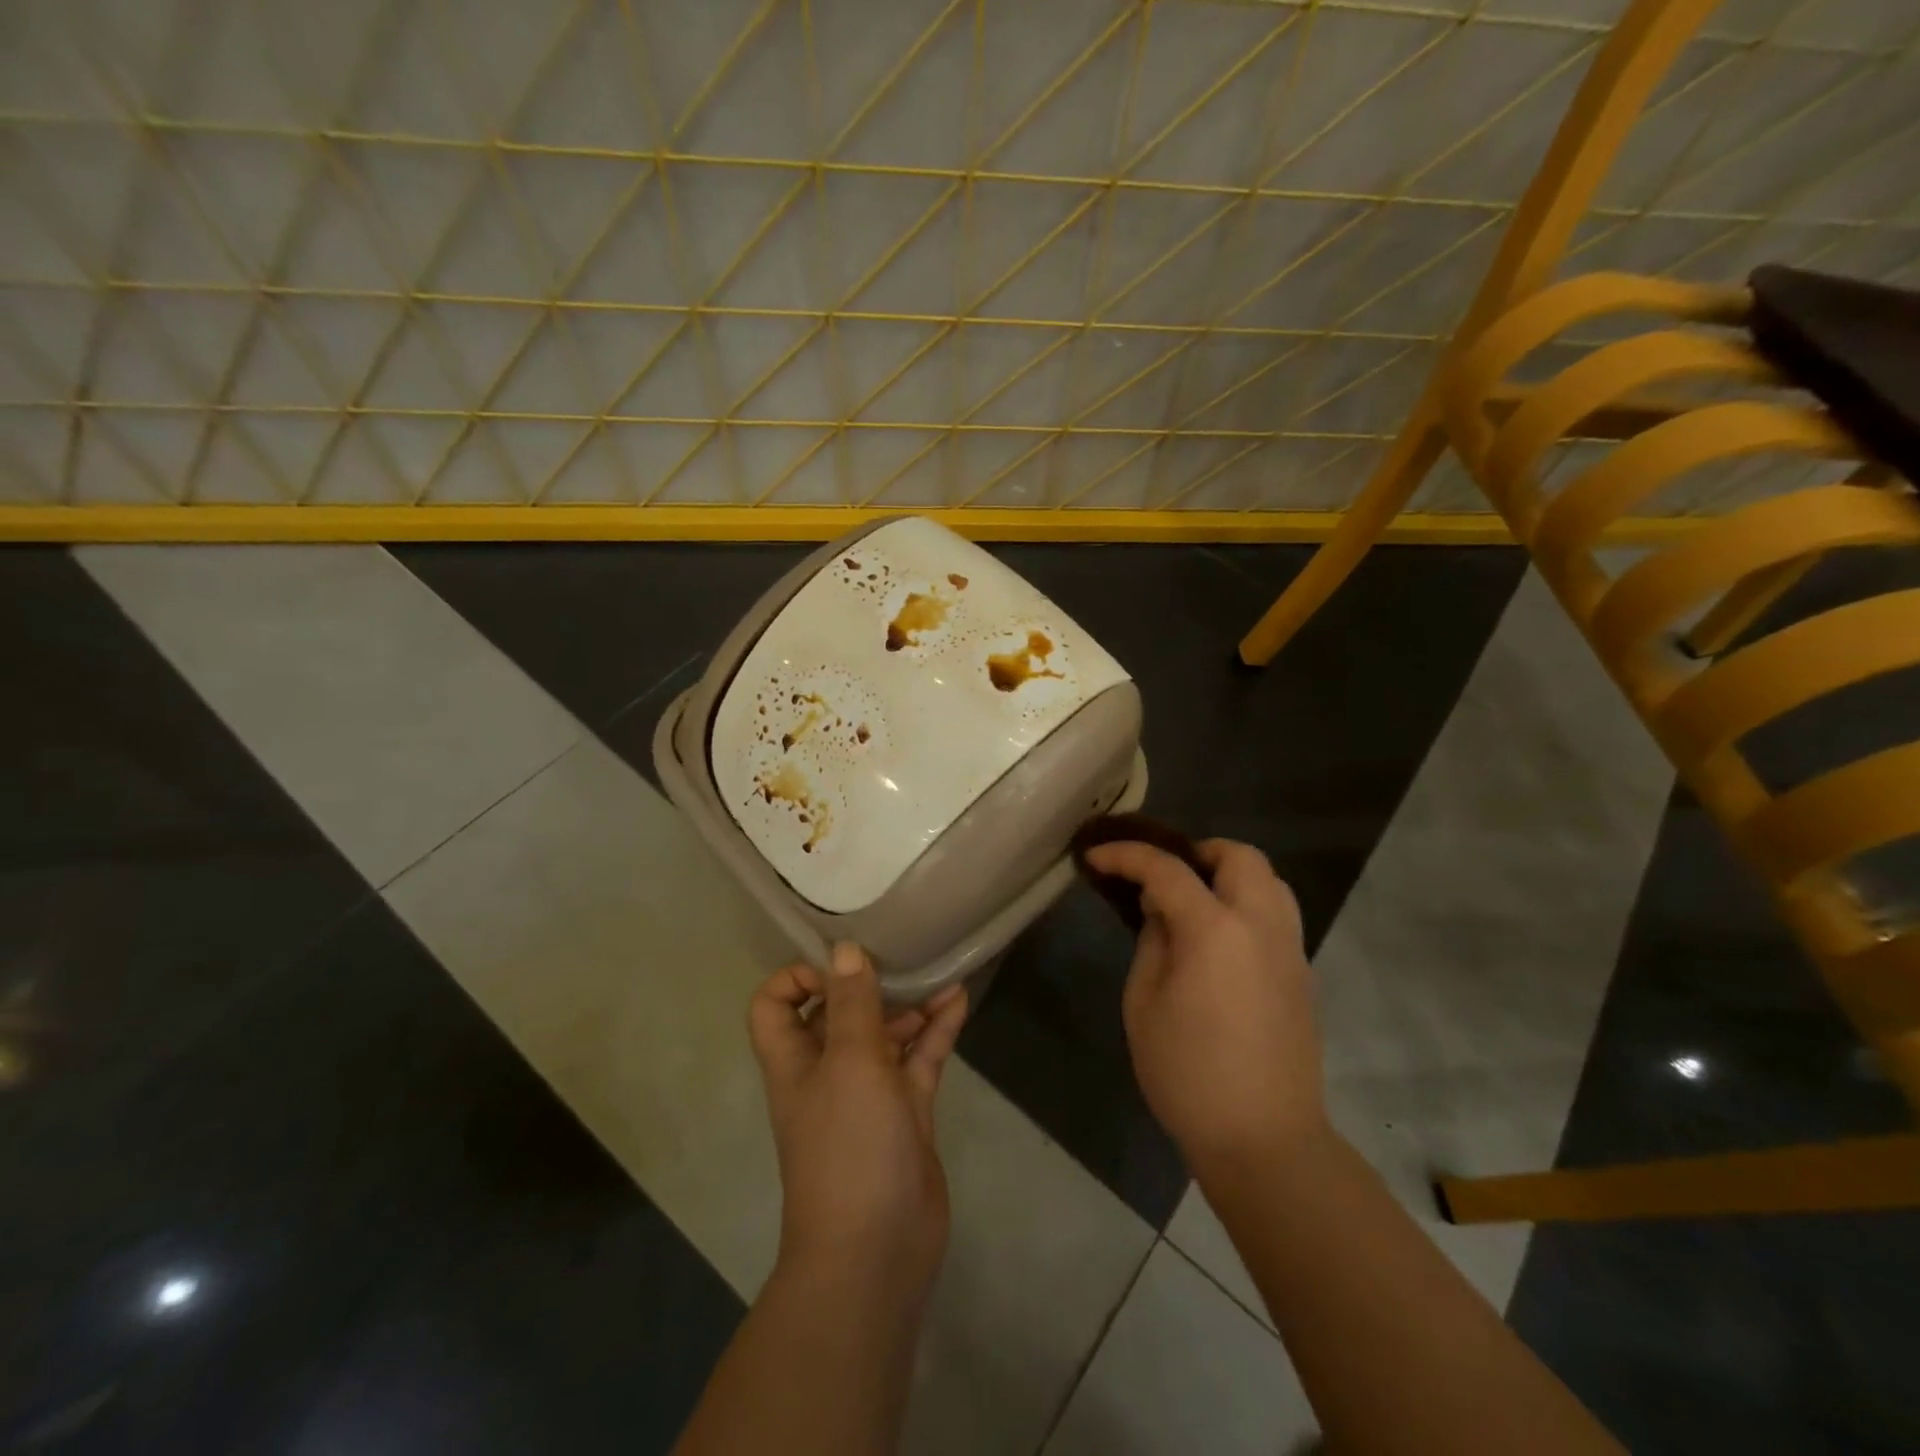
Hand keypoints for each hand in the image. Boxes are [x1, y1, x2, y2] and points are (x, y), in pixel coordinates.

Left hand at [748, 944, 968, 1295]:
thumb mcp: (850, 1063)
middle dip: (865, 984)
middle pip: (837, 1014)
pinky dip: (936, 1030)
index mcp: (795, 1061)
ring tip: (939, 975)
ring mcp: (869, 1094)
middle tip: (899, 957)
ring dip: (908, 1005)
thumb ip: (850, 1004)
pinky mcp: (905, 1113)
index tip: (838, 965)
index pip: (775, 1006)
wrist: (877, 1251)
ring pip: (884, 1034)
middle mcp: (827, 1072)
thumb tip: (843, 949)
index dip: (796, 978)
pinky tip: (959, 1001)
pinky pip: (919, 1059)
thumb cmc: (849, 1146)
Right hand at [1084, 838, 1325, 1175]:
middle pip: (1240, 856)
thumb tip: (1161, 911)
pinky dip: (1245, 904)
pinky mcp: (1302, 974)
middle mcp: (1261, 925)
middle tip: (1161, 877)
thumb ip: (1152, 941)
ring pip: (1268, 881)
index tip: (1096, 857)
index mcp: (1216, 929)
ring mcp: (1290, 949)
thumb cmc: (1187, 1073)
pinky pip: (1277, 914)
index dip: (1126, 856)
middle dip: (1196, 852)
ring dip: (1228, 875)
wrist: (1264, 1140)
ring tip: (1192, 902)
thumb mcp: (1144, 1003)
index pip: (1167, 869)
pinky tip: (1217, 939)